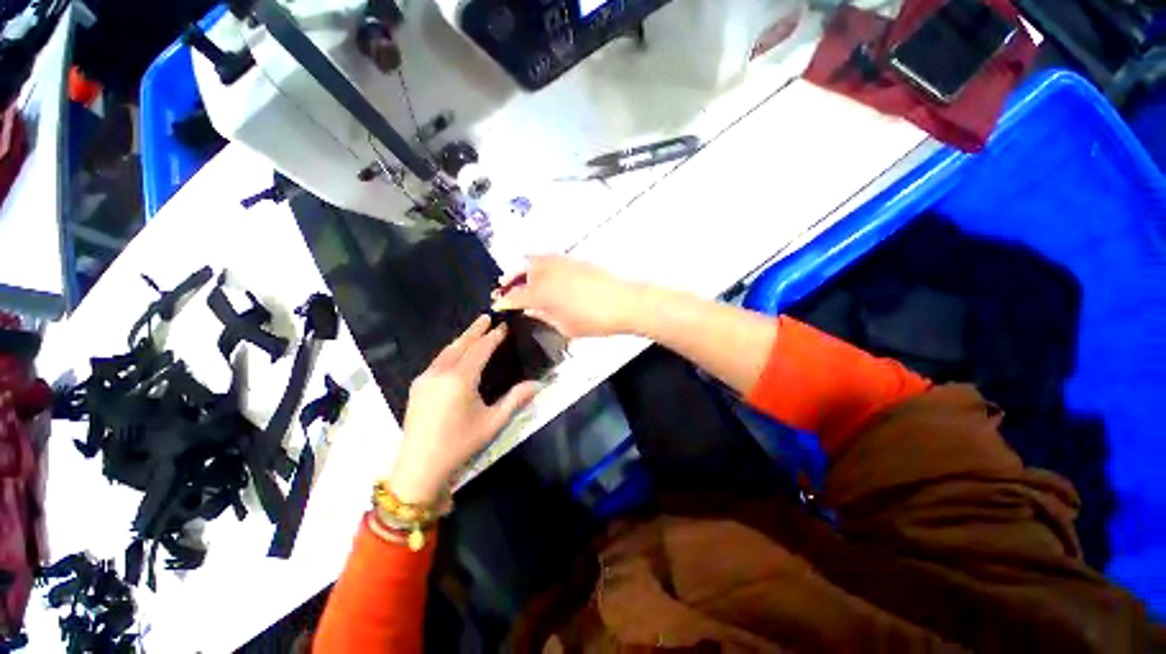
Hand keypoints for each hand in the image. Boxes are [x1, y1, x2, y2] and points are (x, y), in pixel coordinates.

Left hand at [390, 316, 538, 503]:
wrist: (422, 462)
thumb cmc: (460, 444)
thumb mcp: (492, 424)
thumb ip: (514, 401)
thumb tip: (536, 385)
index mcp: (460, 378)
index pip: (479, 350)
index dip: (492, 337)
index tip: (503, 326)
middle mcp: (440, 371)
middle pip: (459, 345)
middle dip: (474, 331)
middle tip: (486, 318)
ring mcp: (425, 378)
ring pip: (445, 352)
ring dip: (460, 341)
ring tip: (472, 334)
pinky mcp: (417, 387)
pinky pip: (435, 363)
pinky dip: (448, 354)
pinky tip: (453, 358)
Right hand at [492, 256, 640, 338]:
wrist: (626, 302)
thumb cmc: (595, 320)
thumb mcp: (566, 326)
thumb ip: (544, 316)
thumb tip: (531, 310)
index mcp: (542, 292)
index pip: (516, 296)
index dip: (505, 301)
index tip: (497, 305)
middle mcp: (547, 273)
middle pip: (522, 272)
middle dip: (510, 280)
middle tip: (503, 288)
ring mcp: (562, 263)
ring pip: (535, 260)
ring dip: (523, 268)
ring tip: (519, 278)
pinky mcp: (575, 259)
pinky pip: (549, 257)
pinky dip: (539, 262)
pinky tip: (541, 271)